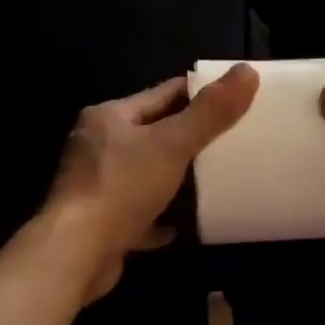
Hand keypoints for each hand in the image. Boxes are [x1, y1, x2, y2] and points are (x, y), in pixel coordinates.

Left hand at [48, 65, 257, 302]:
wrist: (76, 254)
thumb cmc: (122, 187)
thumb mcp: (173, 144)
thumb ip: (210, 111)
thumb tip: (247, 70)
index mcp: (110, 117)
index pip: (163, 94)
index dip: (199, 93)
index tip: (233, 98)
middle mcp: (97, 146)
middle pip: (153, 133)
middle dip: (189, 137)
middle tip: (231, 140)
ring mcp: (95, 185)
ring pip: (144, 173)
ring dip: (175, 177)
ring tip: (214, 178)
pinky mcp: (99, 222)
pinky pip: (138, 213)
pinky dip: (161, 215)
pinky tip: (184, 223)